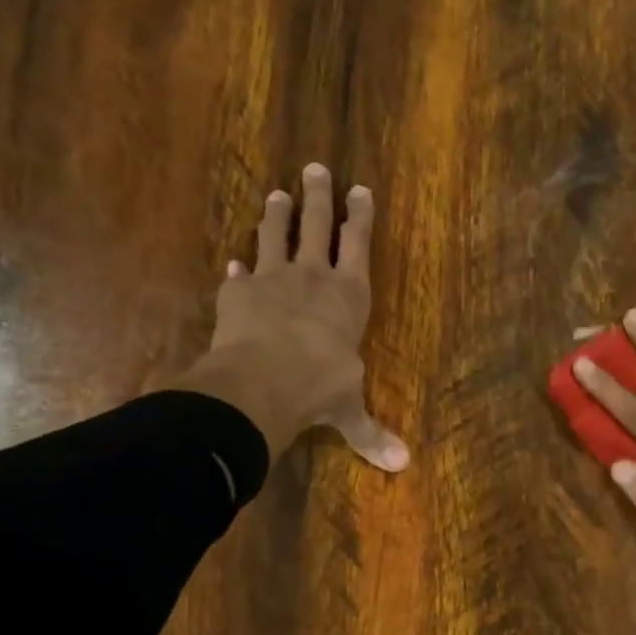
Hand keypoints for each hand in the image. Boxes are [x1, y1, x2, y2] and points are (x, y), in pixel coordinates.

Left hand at [178, 163, 407, 470]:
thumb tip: (402, 466)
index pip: (358, 246)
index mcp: (348, 296)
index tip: (359, 189)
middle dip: (318, 197)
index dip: (359, 217)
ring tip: (275, 195)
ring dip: (275, 217)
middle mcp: (312, 278)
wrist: (265, 380)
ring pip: (274, 237)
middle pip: (316, 227)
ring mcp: (271, 281)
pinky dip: (238, 271)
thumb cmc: (321, 386)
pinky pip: (239, 277)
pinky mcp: (237, 295)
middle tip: (315, 168)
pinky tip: (233, 264)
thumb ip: (370, 432)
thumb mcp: (349, 410)